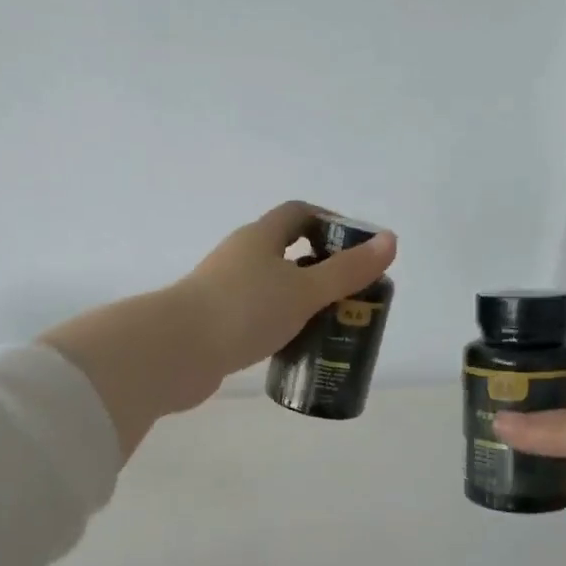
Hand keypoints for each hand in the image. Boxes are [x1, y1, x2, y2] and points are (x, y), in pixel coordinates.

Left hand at [176, 200, 396, 378]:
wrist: (176, 352)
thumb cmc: (244, 310)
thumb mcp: (304, 290)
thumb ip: (347, 271)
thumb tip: (390, 241)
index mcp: (260, 238)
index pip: (299, 213)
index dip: (330, 222)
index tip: (358, 249)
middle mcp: (240, 257)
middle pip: (287, 252)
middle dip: (321, 269)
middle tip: (351, 295)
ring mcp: (224, 291)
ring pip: (272, 288)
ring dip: (300, 301)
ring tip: (330, 325)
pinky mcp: (216, 323)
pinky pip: (258, 317)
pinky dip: (280, 326)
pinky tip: (295, 347)